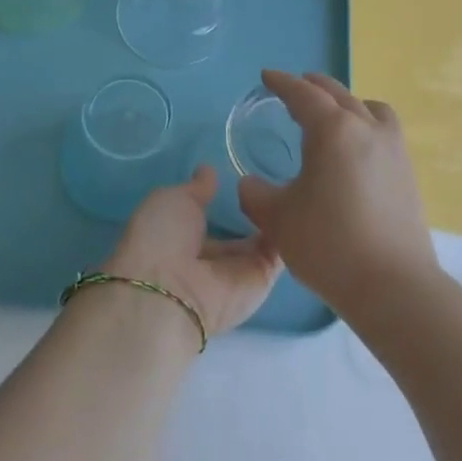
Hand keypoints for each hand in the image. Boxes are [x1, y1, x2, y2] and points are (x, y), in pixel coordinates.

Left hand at [102, 166, 280, 340]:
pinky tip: (299, 207)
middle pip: (239, 232)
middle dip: (255, 210)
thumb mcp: (172, 200)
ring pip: (264, 241)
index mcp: (182, 238)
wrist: (173, 290)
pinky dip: (291, 233)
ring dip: (278, 218)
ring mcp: (240, 271)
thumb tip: (208, 170)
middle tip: (276, 180)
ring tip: (292, 187)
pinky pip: (280, 254)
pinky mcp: (263, 281)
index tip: (243, 176)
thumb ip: (196, 188)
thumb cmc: (163, 237)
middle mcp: (212, 258)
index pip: (208, 217)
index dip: (223, 199)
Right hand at [237, 70, 436, 319]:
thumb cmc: (328, 244)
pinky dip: (365, 125)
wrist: (392, 284)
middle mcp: (367, 128)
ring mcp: (393, 149)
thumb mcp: (277, 219)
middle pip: (338, 94)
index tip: (267, 76)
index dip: (282, 83)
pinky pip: (384, 131)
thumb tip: (251, 183)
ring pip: (369, 108)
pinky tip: (356, 151)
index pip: (304, 94)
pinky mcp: (408, 172)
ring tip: (333, 116)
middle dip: (314, 87)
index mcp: (332, 130)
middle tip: (295, 87)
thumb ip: (255, 194)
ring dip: (347, 103)